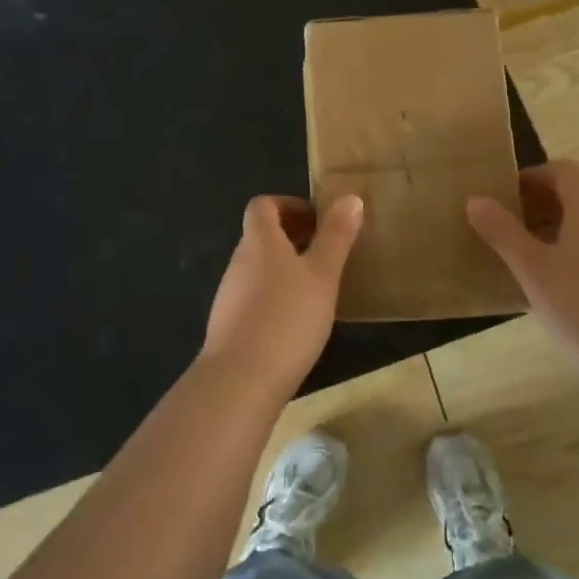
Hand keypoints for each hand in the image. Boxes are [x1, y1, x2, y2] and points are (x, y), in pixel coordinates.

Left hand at [199, 194, 364, 402]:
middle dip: (293, 238)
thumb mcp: (322, 274)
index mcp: (259, 240)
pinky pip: (254, 297)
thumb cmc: (287, 317)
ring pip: (259, 268)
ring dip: (285, 269)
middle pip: (261, 236)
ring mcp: (229, 295)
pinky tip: (297, 323)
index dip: (290, 205)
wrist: (240, 380)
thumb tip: (350, 198)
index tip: (319, 221)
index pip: (263, 205)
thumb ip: (336, 236)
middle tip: (327, 254)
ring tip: (318, 290)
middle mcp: (239, 261)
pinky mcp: (228, 325)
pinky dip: (275, 297)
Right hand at [466, 161, 578, 367]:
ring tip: (523, 262)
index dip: (532, 176)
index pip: (563, 170)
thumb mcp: (532, 269)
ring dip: (552, 234)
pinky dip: (571, 258)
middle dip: (537, 206)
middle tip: (505, 230)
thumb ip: (502, 232)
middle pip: (575, 197)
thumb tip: (476, 199)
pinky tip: (554, 292)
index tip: (504, 196)